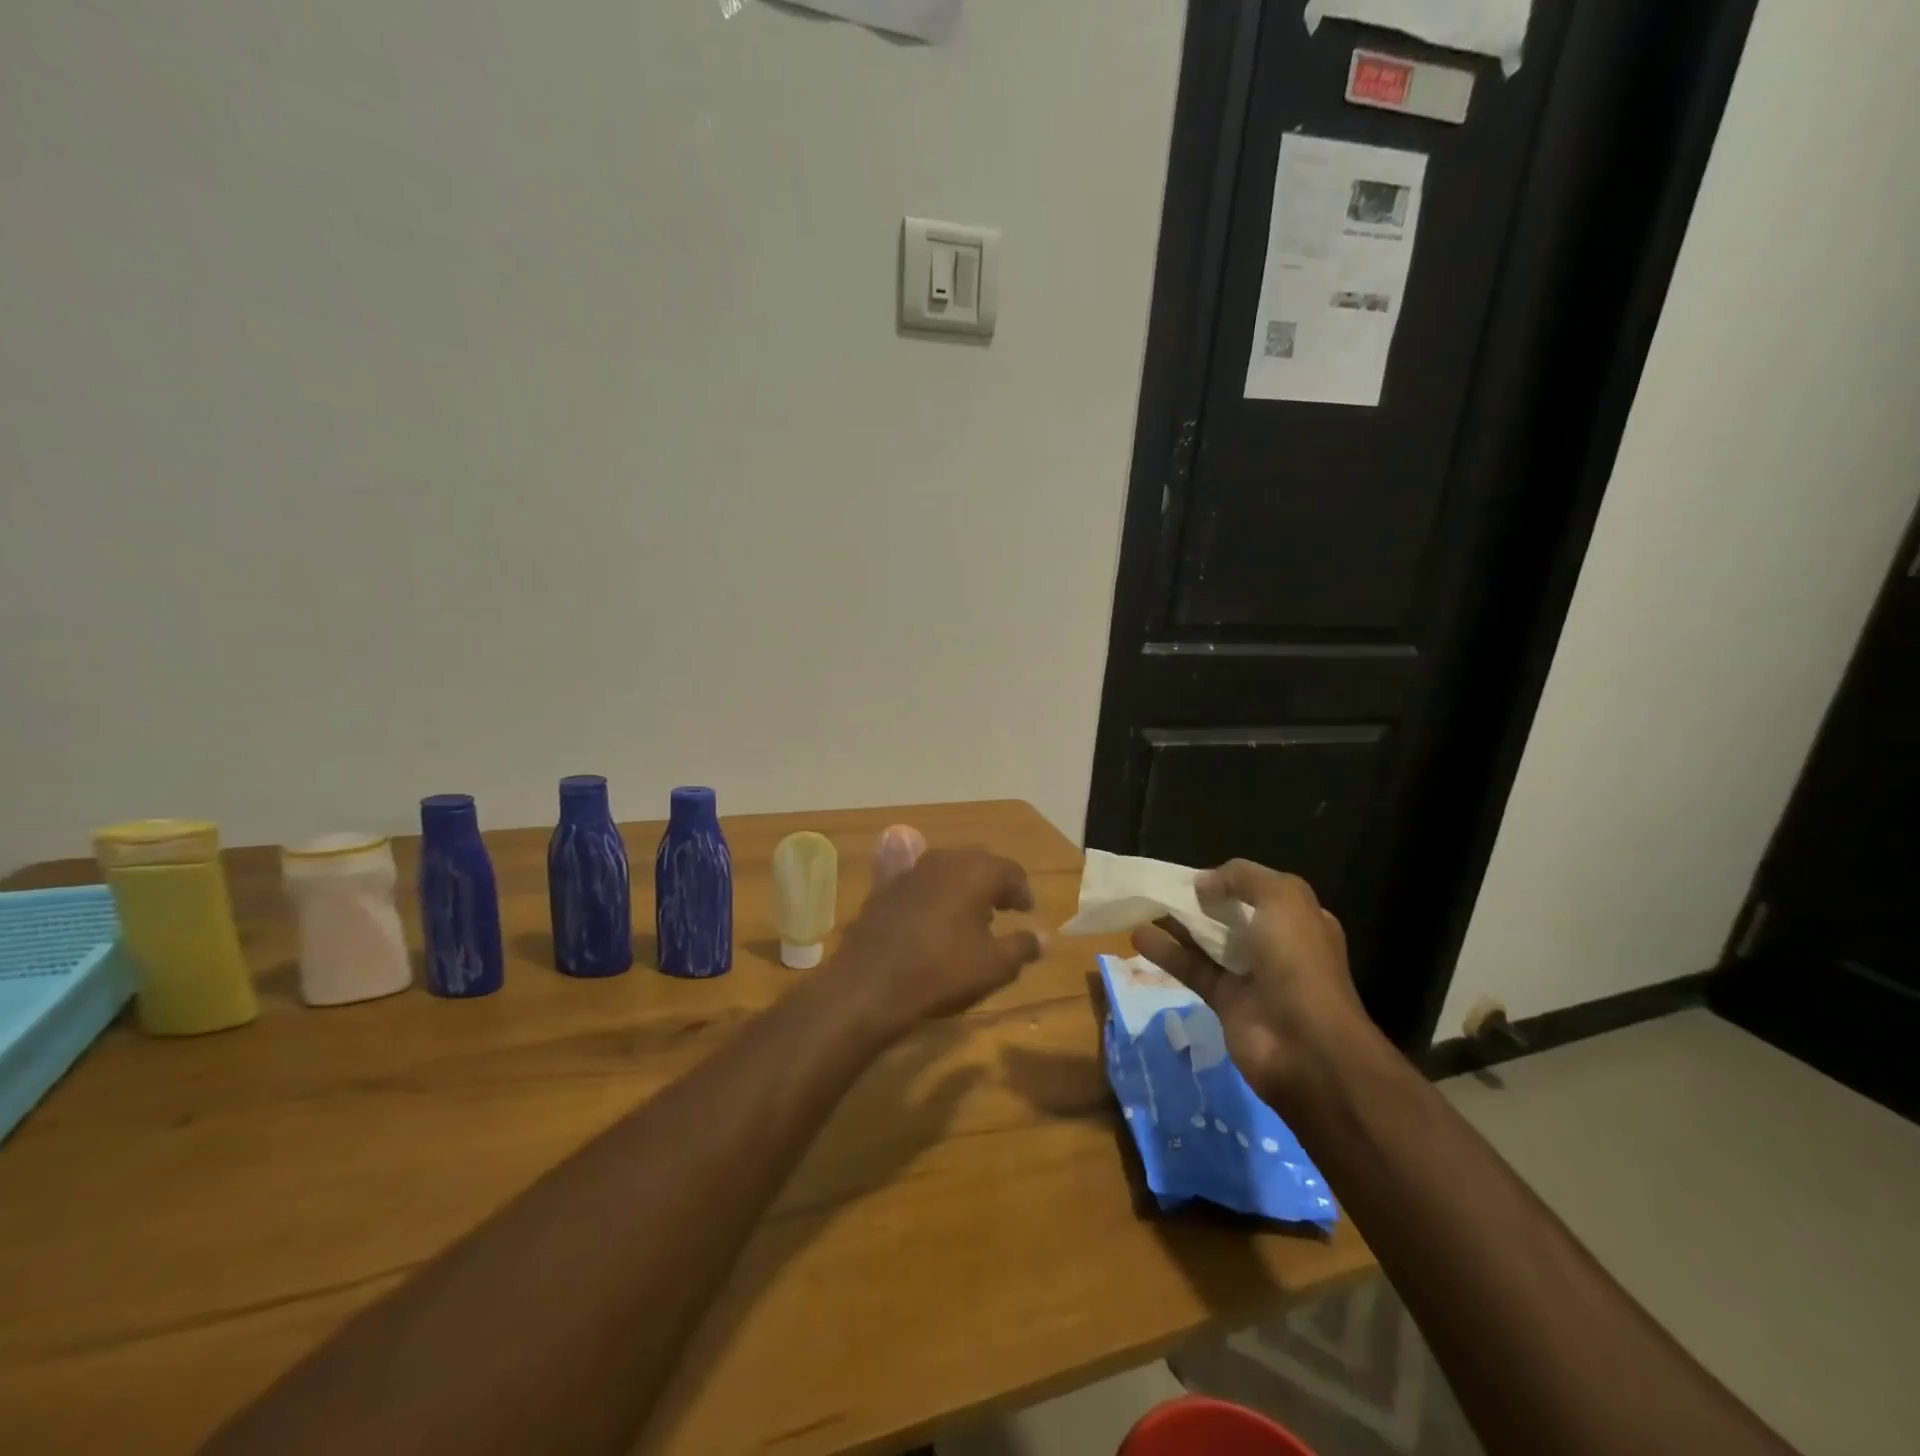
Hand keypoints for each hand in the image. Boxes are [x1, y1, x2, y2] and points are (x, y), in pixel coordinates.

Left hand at [828, 847, 1044, 1031]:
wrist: (871, 984)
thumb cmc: (942, 971)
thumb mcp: (994, 966)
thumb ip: (1023, 946)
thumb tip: (1044, 937)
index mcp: (975, 871)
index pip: (1011, 871)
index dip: (1023, 892)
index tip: (1027, 912)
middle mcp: (944, 859)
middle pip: (978, 863)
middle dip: (993, 884)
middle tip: (1004, 910)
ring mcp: (910, 871)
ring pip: (947, 870)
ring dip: (963, 887)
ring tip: (971, 916)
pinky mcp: (884, 888)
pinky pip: (919, 883)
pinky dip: (933, 894)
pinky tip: (932, 918)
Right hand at [1131, 860, 1374, 1112]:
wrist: (1307, 1047)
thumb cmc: (1299, 962)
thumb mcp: (1283, 898)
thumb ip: (1242, 878)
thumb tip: (1203, 882)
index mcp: (1298, 920)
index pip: (1259, 891)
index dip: (1229, 881)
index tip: (1195, 876)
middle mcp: (1276, 945)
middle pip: (1229, 916)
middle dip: (1198, 902)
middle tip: (1160, 888)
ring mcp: (1250, 976)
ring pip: (1206, 942)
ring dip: (1175, 924)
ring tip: (1141, 906)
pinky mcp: (1224, 1001)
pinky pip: (1191, 969)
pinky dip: (1165, 952)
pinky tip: (1137, 936)